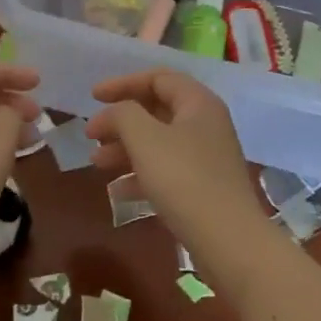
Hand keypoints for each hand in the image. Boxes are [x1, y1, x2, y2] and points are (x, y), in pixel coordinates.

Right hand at [85, 70, 273, 278]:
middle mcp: (205, 124)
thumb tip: (113, 113)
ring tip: (96, 162)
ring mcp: (206, 158)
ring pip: (158, 142)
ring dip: (125, 149)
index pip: (158, 78)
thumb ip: (123, 114)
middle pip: (156, 110)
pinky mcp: (203, 188)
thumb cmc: (184, 179)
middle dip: (121, 121)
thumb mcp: (145, 138)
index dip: (123, 83)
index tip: (93, 97)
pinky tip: (117, 191)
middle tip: (91, 135)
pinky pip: (166, 171)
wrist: (229, 242)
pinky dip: (140, 175)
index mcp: (198, 103)